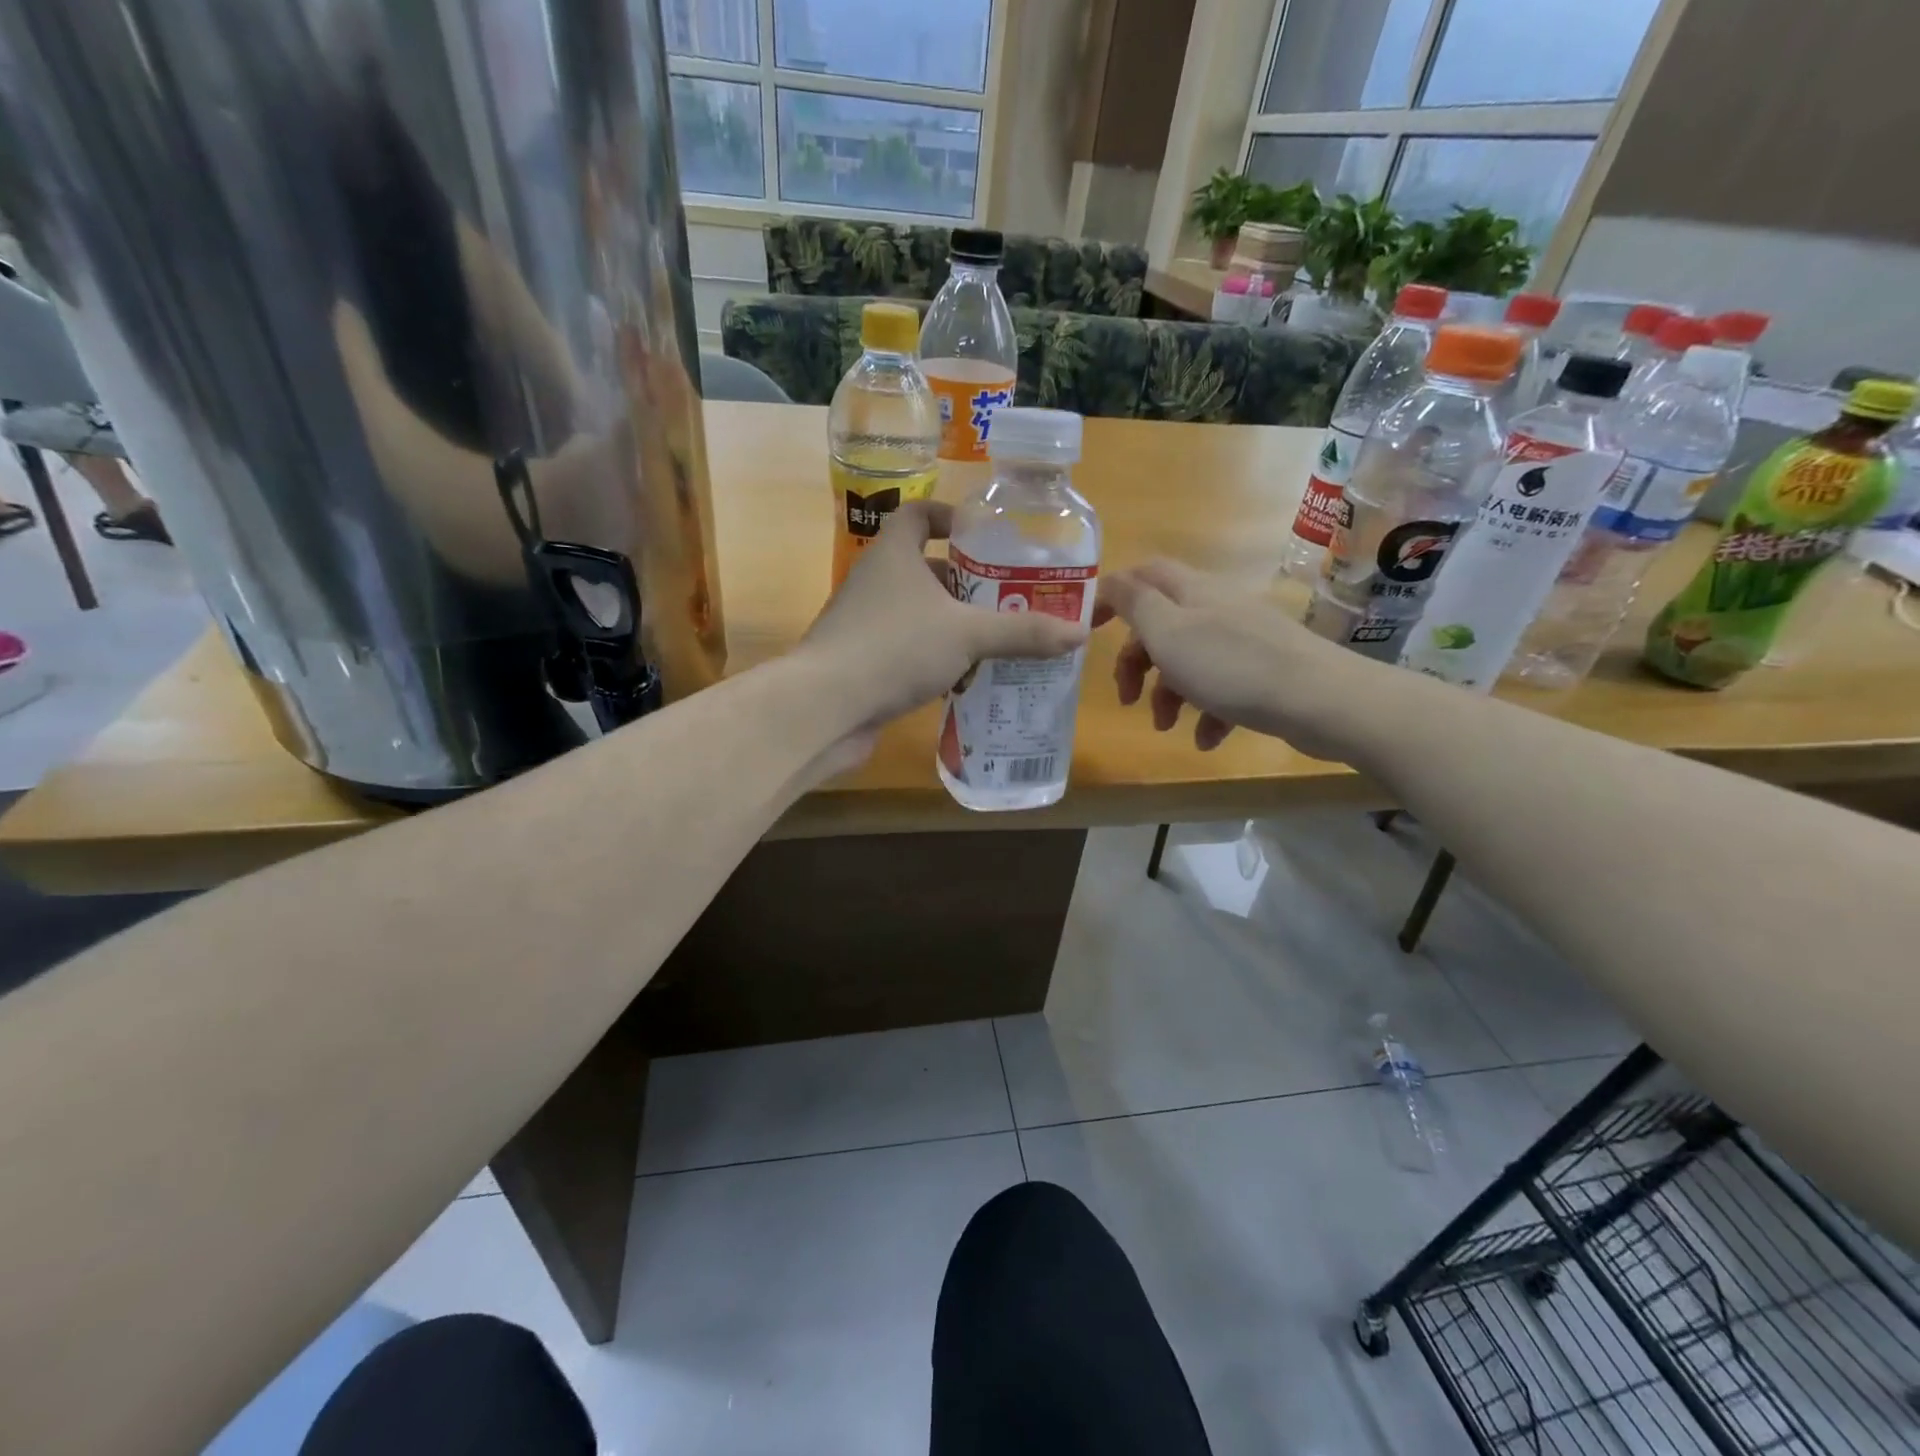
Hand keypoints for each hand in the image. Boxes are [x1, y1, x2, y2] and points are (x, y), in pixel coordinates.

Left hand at [794, 501, 1087, 762]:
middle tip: (1009, 601)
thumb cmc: (895, 648)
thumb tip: (1079, 633)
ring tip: (996, 644)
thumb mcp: (968, 635)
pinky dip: (933, 660)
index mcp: (893, 554)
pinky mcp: (860, 662)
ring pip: (917, 615)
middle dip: (967, 585)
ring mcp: (862, 624)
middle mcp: (874, 582)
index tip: (985, 537)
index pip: (918, 515)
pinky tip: (962, 681)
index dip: (951, 518)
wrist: (825, 707)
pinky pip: (905, 651)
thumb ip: (1022, 633)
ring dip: (953, 627)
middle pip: (925, 570)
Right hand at [1095, 558, 1379, 761]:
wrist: (1320, 699)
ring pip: (1188, 660)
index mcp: (1191, 591)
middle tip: (1126, 696)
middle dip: (1137, 661)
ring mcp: (1243, 640)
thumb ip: (1134, 603)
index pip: (1141, 576)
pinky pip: (1221, 688)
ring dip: (1168, 694)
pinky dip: (1206, 712)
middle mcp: (1216, 608)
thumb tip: (1109, 580)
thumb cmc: (1231, 664)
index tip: (1088, 630)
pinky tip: (1205, 739)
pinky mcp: (1264, 671)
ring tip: (1165, 727)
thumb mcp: (1168, 631)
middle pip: (1160, 624)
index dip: (1111, 595)